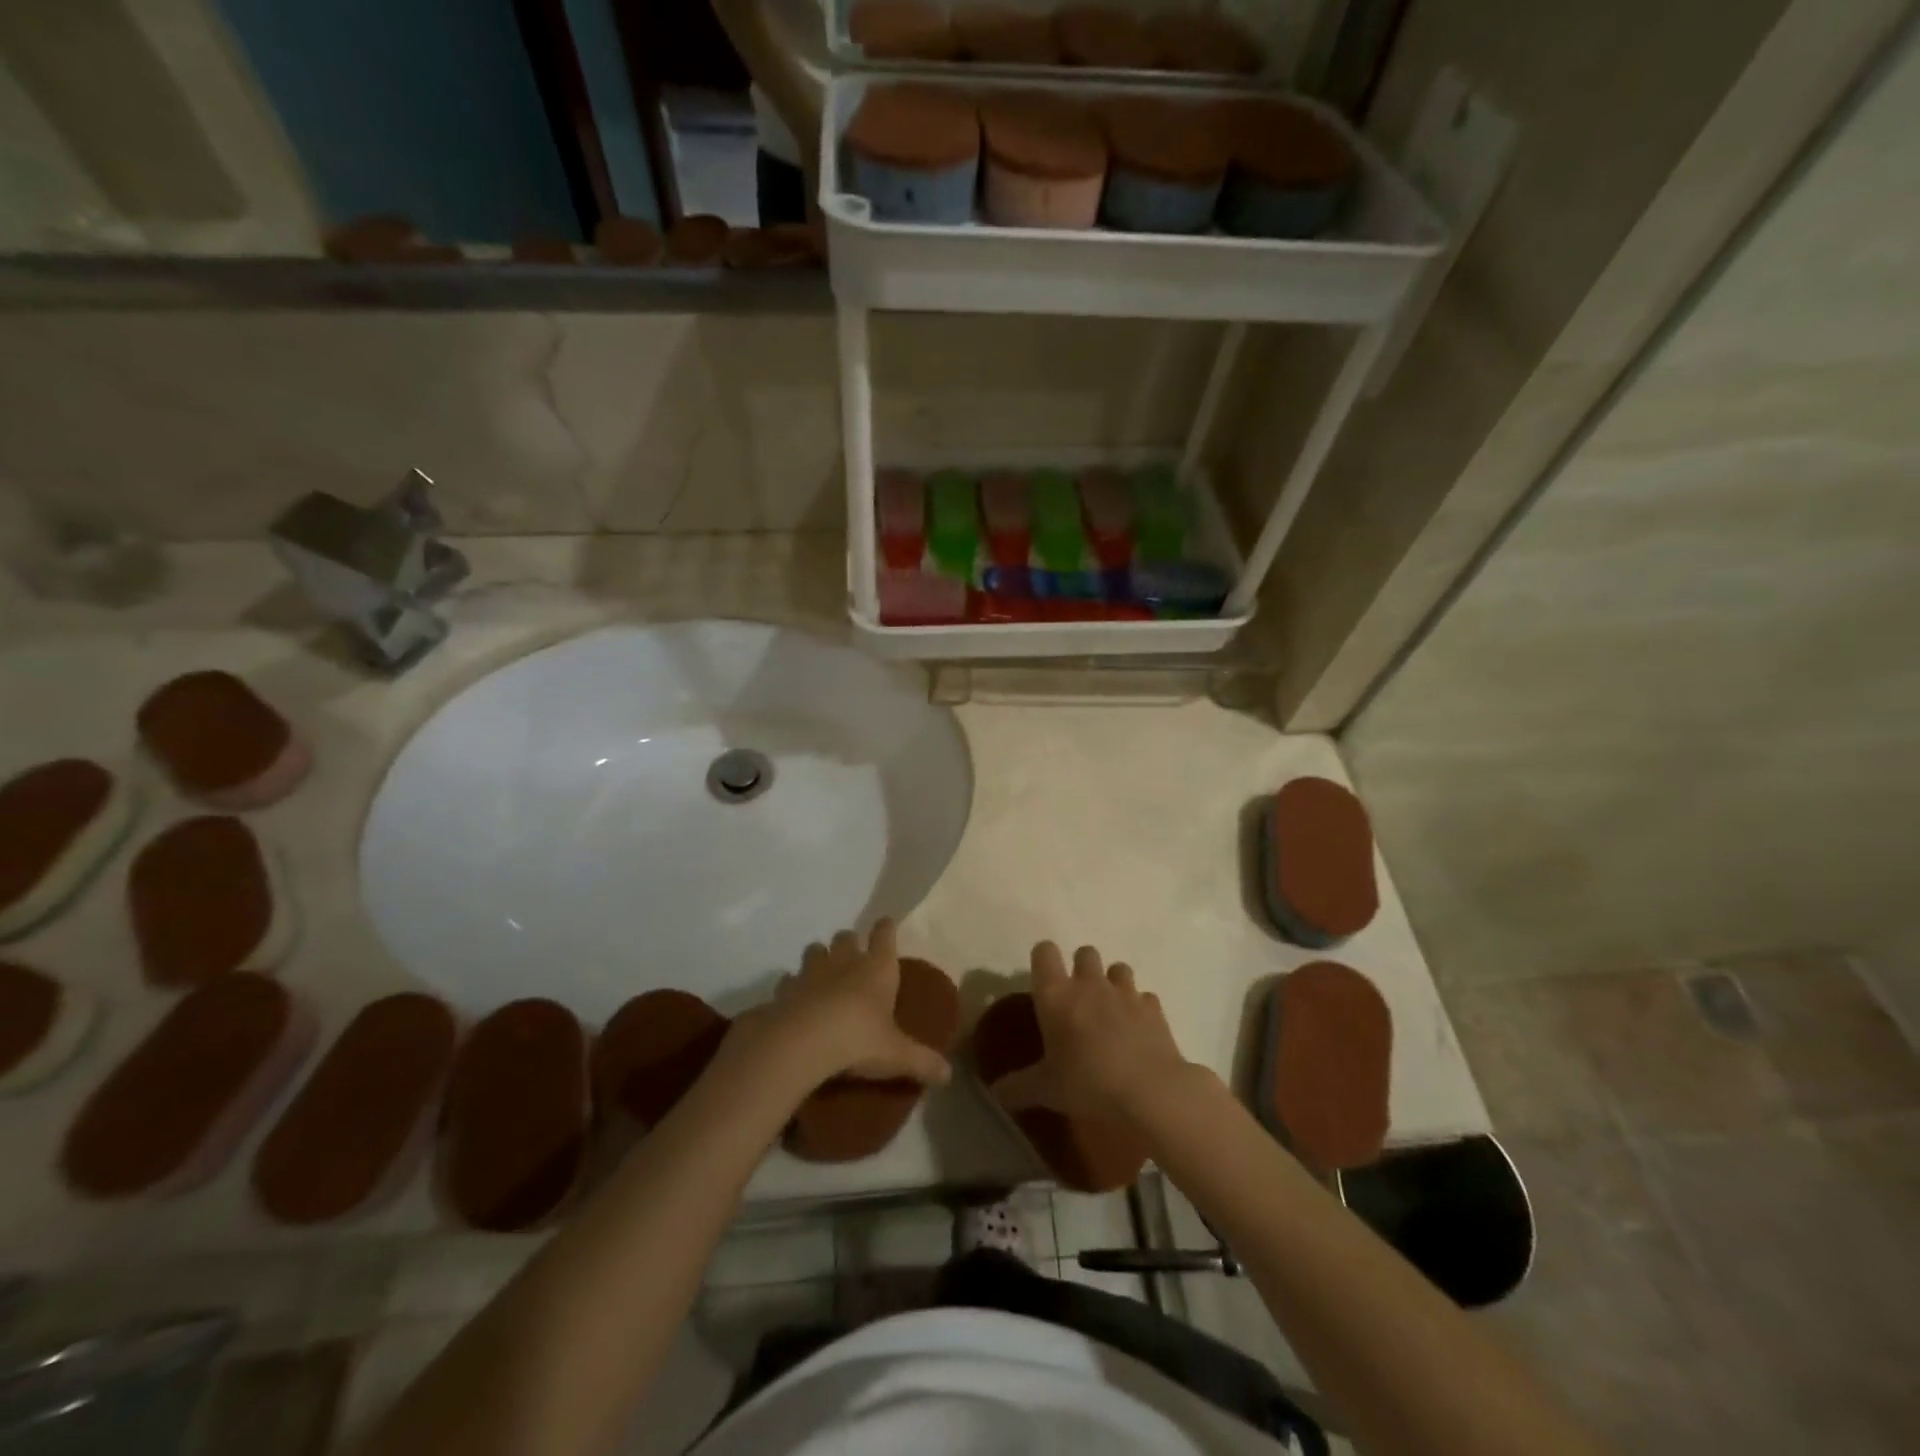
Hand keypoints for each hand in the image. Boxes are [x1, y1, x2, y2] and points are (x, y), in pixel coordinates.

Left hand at [736, 921, 949, 1089]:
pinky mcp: (784, 989)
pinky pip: (789, 980)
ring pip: (815, 950)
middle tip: (853, 957)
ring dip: (819, 958)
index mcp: (877, 968)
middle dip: (849, 942)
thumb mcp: (897, 1055)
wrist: (802, 1042)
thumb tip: (949, 1075)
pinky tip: (795, 1001)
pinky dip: (792, 987)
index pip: (884, 934)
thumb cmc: (858, 1039)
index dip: (886, 928)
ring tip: (822, 976)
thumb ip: (922, 1062)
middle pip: (846, 936)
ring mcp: (811, 971)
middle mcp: (845, 961)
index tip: (886, 925)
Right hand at [992, 942, 1194, 1125]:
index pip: (1044, 952)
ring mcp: (1125, 992)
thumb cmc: (1087, 1084)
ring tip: (1110, 1011)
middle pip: (1085, 952)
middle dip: (1081, 969)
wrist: (1149, 1092)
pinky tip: (1138, 1031)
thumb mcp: (1046, 1090)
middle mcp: (1089, 983)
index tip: (1043, 980)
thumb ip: (1018, 1087)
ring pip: (1118, 968)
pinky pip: (1144, 997)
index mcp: (1056, 995)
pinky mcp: (1154, 1008)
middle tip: (1078, 1000)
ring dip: (1113, 983)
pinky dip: (1140, 1008)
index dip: (1043, 959)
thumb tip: (996, 1093)